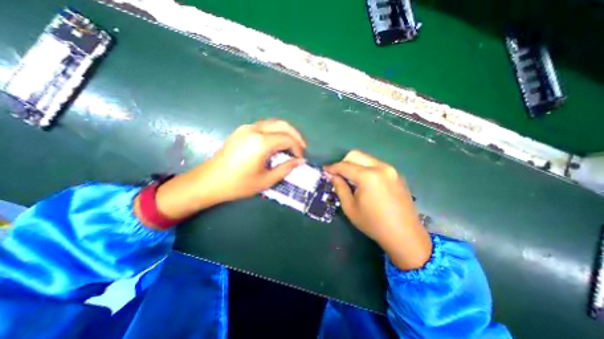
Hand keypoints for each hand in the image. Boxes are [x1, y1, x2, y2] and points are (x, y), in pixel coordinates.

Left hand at [136, 119, 307, 227]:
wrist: (210, 181)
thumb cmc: (238, 184)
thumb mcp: (266, 180)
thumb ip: (286, 168)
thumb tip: (301, 161)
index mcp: (261, 143)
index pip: (287, 139)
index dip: (298, 148)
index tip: (301, 158)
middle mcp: (255, 130)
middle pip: (283, 125)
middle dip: (296, 135)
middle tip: (302, 147)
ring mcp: (247, 127)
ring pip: (274, 123)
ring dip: (286, 132)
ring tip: (292, 145)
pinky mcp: (242, 130)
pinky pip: (264, 126)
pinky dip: (275, 131)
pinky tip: (277, 142)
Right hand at [328, 150, 430, 269]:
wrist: (405, 235)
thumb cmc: (373, 223)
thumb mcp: (350, 207)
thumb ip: (340, 187)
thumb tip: (333, 176)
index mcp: (368, 176)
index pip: (344, 166)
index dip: (332, 167)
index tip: (325, 170)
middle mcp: (380, 167)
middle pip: (356, 155)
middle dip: (343, 162)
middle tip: (338, 174)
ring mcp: (391, 169)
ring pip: (366, 158)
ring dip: (355, 165)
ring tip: (351, 179)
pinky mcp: (396, 174)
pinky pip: (376, 165)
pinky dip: (366, 168)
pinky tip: (365, 182)